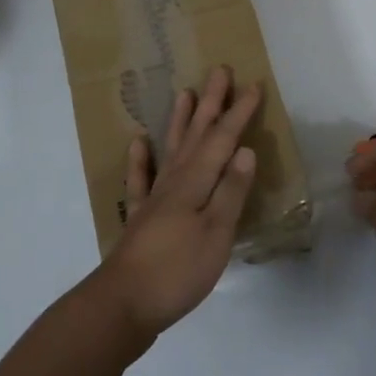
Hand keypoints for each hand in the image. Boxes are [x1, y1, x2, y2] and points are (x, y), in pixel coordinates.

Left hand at [93, 66, 261, 343]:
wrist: (123, 304)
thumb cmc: (178, 271)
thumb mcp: (216, 234)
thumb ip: (231, 192)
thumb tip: (244, 150)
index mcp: (196, 184)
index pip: (222, 140)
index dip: (238, 113)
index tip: (252, 85)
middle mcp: (174, 182)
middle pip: (196, 136)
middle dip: (210, 104)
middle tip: (219, 71)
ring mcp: (154, 199)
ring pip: (171, 149)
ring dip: (179, 121)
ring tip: (184, 93)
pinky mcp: (140, 218)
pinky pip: (139, 180)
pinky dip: (140, 160)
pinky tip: (138, 143)